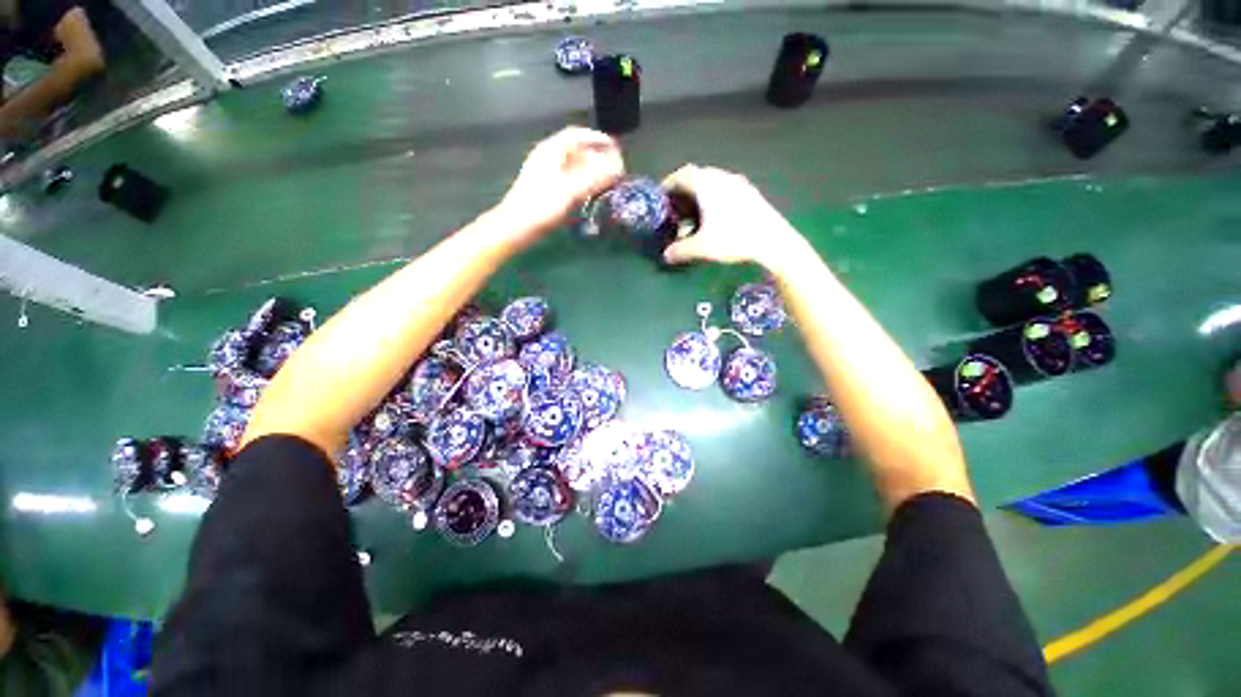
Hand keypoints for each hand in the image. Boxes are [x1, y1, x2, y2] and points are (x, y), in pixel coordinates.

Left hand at [495, 127, 624, 245]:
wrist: (517, 227)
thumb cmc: (541, 206)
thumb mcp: (569, 190)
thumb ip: (593, 177)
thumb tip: (615, 166)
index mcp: (551, 152)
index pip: (577, 136)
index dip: (597, 138)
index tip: (615, 148)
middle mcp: (549, 159)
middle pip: (577, 151)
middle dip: (597, 157)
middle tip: (615, 169)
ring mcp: (548, 175)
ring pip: (574, 167)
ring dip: (591, 172)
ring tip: (607, 182)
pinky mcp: (548, 190)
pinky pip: (570, 181)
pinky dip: (583, 184)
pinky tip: (591, 194)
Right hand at [660, 165, 804, 270]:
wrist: (773, 240)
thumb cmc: (733, 239)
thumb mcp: (702, 247)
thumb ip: (680, 250)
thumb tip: (666, 256)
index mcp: (707, 184)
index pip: (681, 175)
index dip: (668, 184)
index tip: (661, 197)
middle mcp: (721, 177)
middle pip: (696, 176)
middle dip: (683, 191)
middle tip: (675, 208)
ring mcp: (738, 183)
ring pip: (712, 182)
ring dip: (699, 195)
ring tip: (693, 214)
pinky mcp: (750, 192)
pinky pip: (724, 189)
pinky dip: (714, 198)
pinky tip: (715, 217)